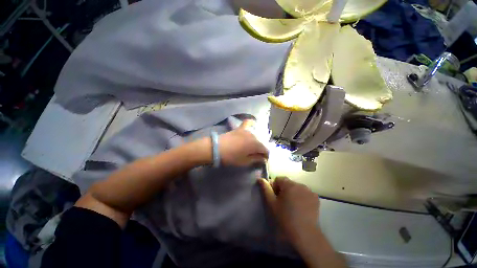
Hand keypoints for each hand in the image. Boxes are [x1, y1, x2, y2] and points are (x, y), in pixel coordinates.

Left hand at [219, 120, 268, 165]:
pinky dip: (251, 123)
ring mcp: (247, 131)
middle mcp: (254, 136)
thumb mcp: (244, 161)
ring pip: (256, 136)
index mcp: (256, 145)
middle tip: (256, 155)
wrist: (217, 148)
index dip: (266, 156)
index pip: (266, 150)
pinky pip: (248, 123)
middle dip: (261, 149)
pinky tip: (253, 123)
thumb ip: (256, 159)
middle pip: (261, 143)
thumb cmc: (231, 157)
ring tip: (252, 147)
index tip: (263, 160)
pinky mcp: (240, 128)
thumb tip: (263, 159)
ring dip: (256, 142)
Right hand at [259, 177, 319, 245]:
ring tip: (292, 205)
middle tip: (283, 202)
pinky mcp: (316, 198)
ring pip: (297, 188)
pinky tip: (301, 207)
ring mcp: (309, 191)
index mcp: (289, 184)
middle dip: (284, 189)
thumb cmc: (285, 218)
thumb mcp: (272, 203)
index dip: (275, 187)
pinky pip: (305, 193)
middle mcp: (300, 184)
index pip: (278, 179)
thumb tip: (260, 179)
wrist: (305, 234)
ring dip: (293, 193)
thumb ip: (266, 189)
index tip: (275, 197)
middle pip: (288, 183)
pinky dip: (302, 196)